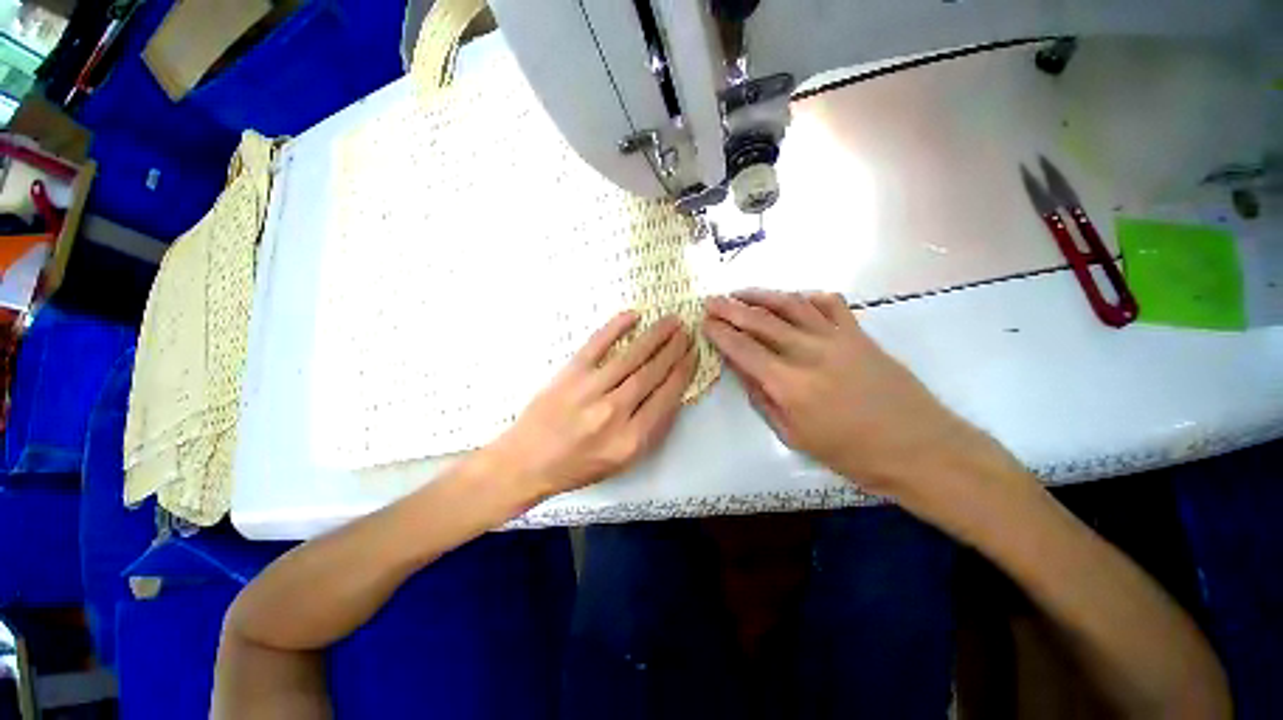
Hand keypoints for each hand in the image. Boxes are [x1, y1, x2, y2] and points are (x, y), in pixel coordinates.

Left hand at [485, 312, 695, 501]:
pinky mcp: (569, 374)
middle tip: (687, 332)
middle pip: (652, 373)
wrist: (527, 462)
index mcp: (631, 439)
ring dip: (655, 336)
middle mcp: (614, 412)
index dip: (683, 372)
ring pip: (631, 357)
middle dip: (674, 350)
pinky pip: (596, 345)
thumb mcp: (622, 461)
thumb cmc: (578, 466)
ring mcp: (590, 390)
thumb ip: (650, 431)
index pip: (666, 397)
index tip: (693, 355)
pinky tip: (633, 316)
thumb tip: (672, 395)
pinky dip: (615, 328)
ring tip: (672, 322)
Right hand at [703, 290, 1007, 503]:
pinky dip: (806, 297)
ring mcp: (837, 338)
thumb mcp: (793, 436)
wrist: (918, 447)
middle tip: (711, 300)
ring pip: (791, 305)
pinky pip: (829, 304)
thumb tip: (741, 369)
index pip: (743, 349)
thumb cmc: (850, 453)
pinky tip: (793, 298)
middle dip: (731, 308)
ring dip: (762, 295)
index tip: (705, 322)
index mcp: (789, 384)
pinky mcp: (859, 333)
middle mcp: (808, 352)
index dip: (721, 333)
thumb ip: (762, 398)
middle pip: (761, 321)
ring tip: (740, 292)